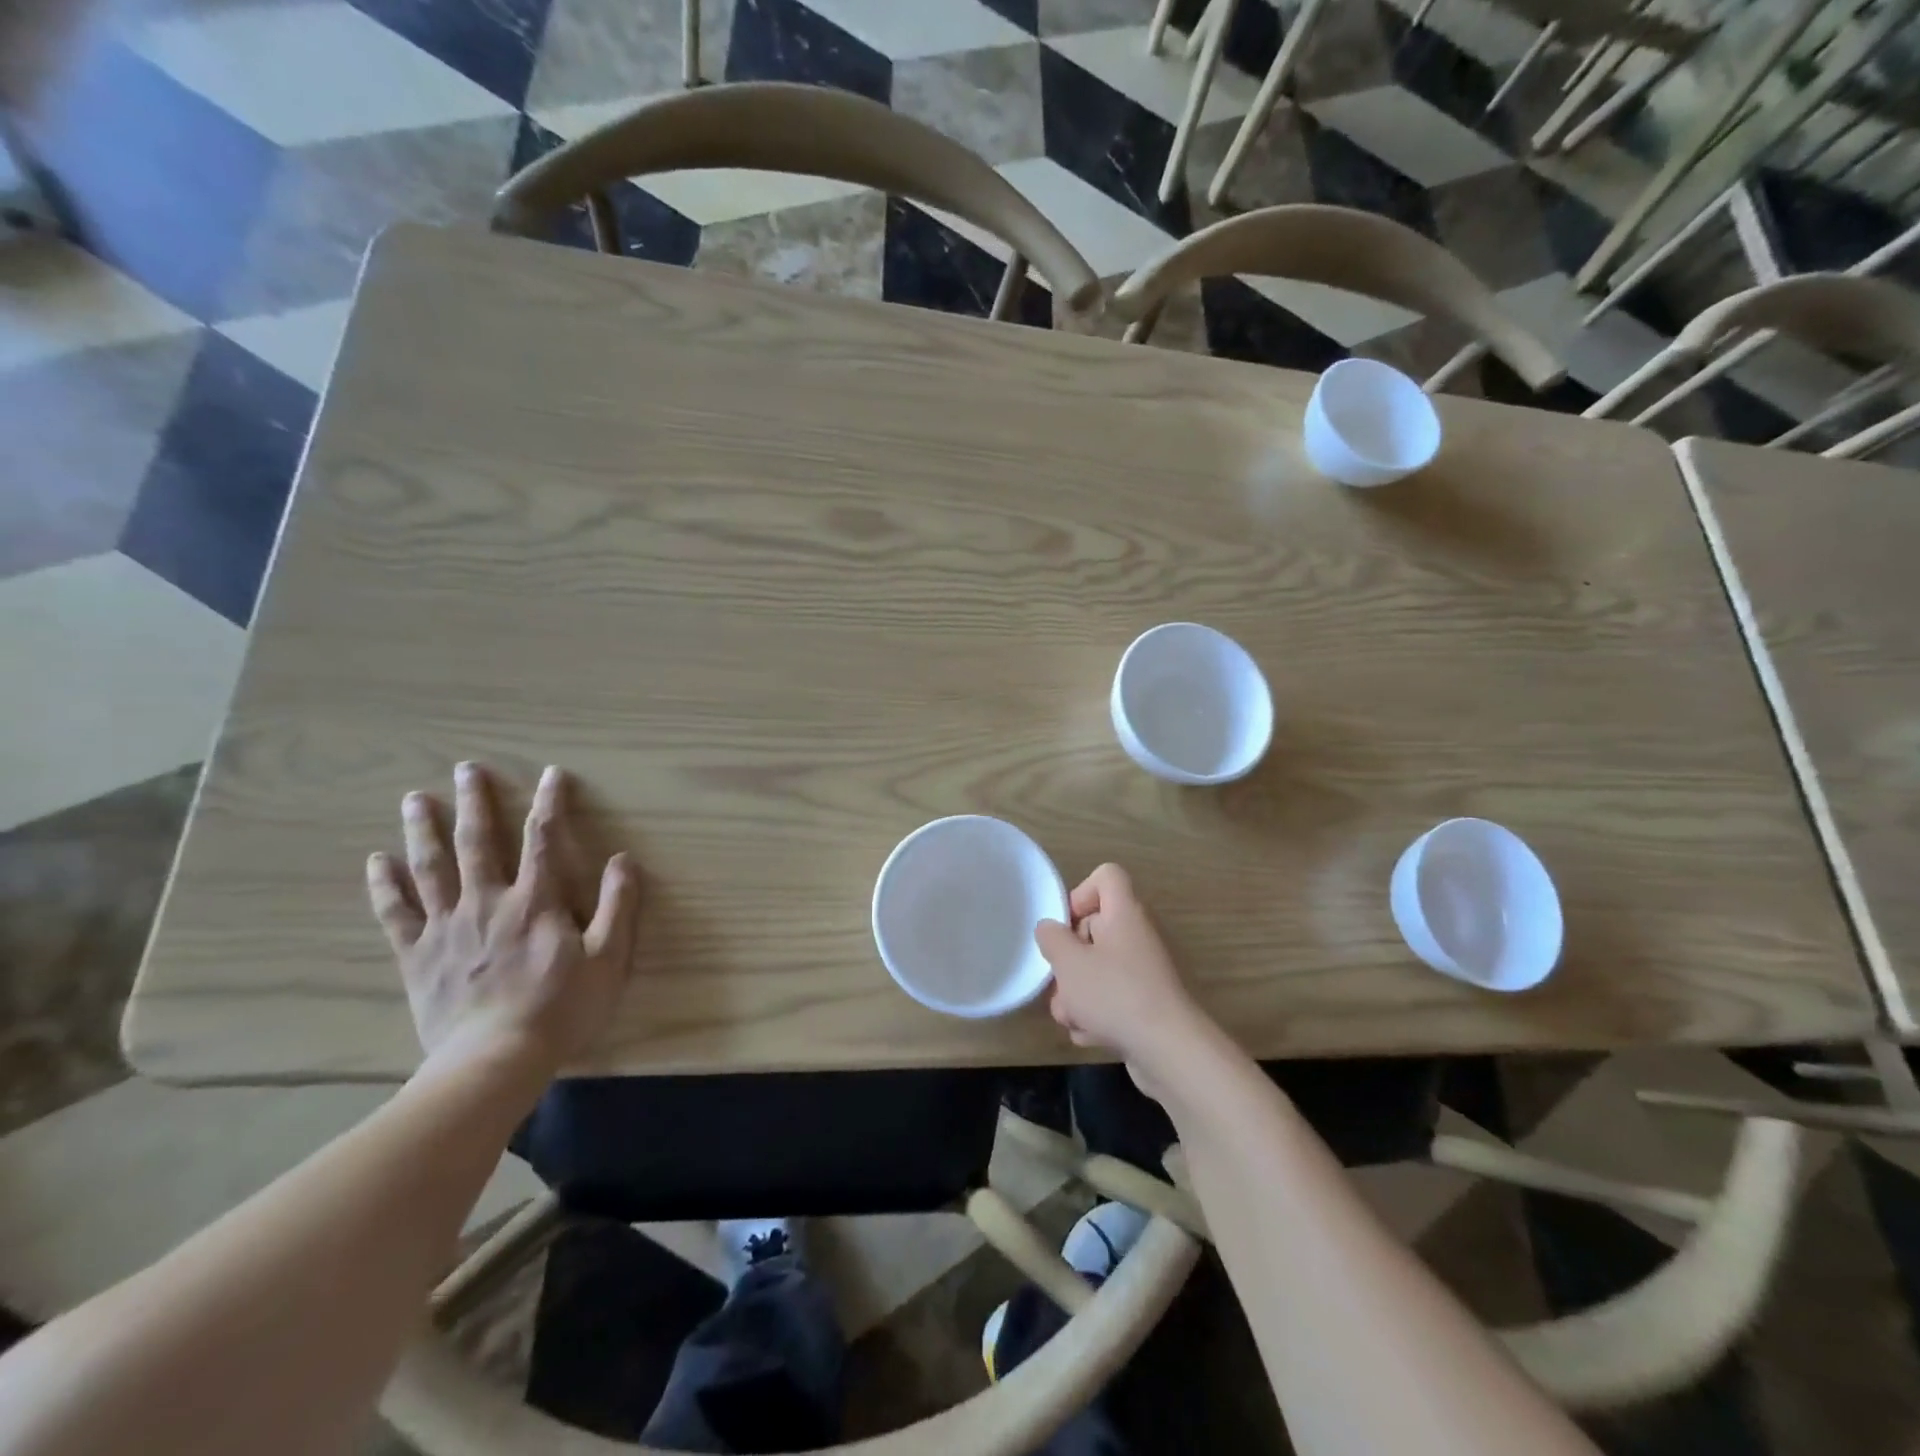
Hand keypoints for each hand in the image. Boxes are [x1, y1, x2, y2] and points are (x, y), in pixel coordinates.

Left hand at [367, 762, 640, 1074]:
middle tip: (466, 768)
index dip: (549, 803)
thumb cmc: (560, 1009)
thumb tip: (624, 860)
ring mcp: (446, 928)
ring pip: (430, 868)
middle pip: (477, 842)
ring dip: (423, 830)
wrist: (493, 1061)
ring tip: (414, 798)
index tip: (551, 773)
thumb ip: (619, 906)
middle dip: (474, 802)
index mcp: (536, 902)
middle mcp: (487, 903)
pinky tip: (376, 861)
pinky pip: (396, 913)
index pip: (543, 839)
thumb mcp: (609, 959)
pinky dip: (385, 885)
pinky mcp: (417, 955)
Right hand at [1035, 864, 1209, 1093]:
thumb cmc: (1115, 995)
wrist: (1170, 1051)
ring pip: (1098, 970)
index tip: (1066, 926)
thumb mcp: (1069, 963)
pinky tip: (1091, 1035)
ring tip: (1072, 1018)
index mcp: (1124, 913)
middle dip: (1069, 959)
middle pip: (1094, 929)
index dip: (1081, 893)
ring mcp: (1144, 972)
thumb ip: (1052, 939)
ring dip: (1077, 994)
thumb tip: (1050, 929)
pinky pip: (1112, 998)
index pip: (1106, 876)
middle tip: (1060, 981)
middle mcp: (1137, 936)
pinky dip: (1097, 1015)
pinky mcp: (1146, 1005)